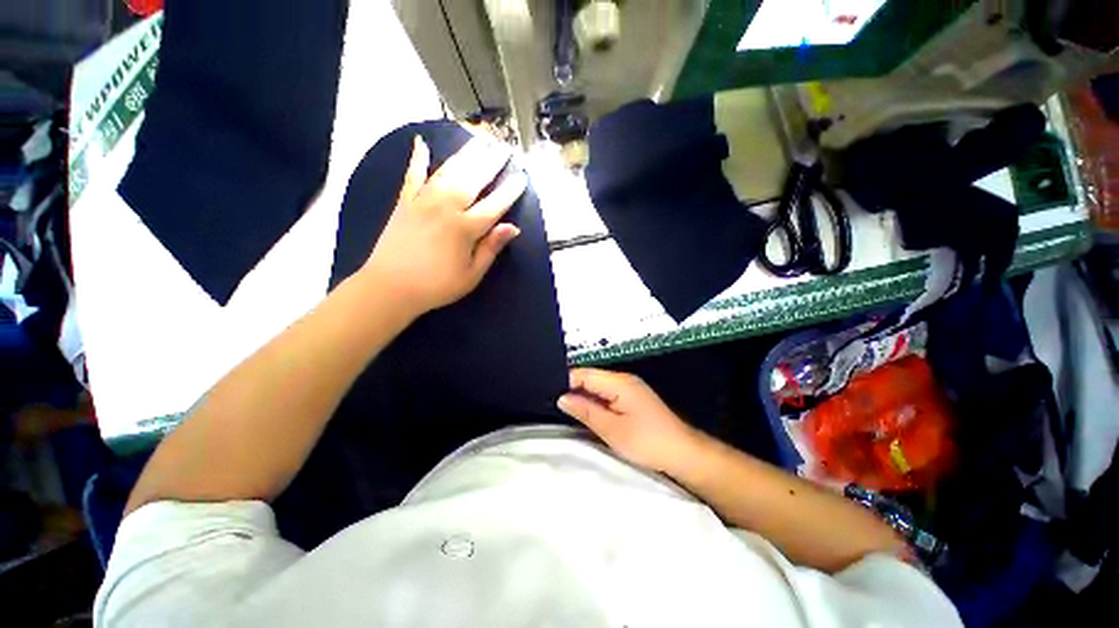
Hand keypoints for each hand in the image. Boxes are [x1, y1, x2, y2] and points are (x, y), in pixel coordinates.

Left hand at [361, 135, 527, 315]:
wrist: (389, 287)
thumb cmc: (436, 286)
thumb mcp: (471, 275)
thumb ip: (491, 248)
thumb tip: (513, 228)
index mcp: (465, 229)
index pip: (494, 205)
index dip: (510, 192)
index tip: (521, 178)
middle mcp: (446, 208)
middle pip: (473, 180)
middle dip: (491, 163)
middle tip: (503, 147)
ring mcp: (423, 201)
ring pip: (448, 171)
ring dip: (465, 154)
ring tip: (478, 139)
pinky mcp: (405, 202)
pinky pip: (412, 175)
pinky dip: (417, 158)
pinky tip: (421, 143)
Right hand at [557, 368, 703, 472]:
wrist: (683, 453)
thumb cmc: (647, 442)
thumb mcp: (612, 429)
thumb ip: (585, 411)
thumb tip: (562, 398)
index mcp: (618, 382)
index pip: (584, 373)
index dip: (565, 381)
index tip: (547, 393)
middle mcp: (623, 379)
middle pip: (590, 377)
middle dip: (572, 388)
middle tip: (552, 402)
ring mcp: (629, 388)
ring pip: (598, 386)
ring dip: (583, 396)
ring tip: (564, 407)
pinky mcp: (632, 398)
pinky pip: (606, 394)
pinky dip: (595, 401)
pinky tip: (586, 412)